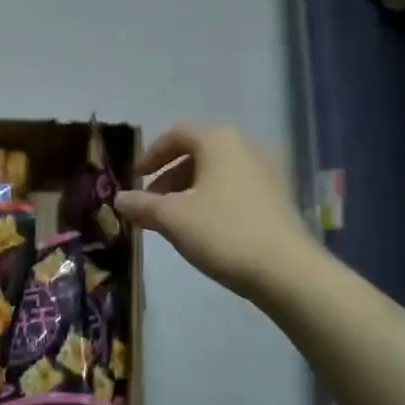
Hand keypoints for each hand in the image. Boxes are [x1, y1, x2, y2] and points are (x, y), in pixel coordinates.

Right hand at [115, 124, 316, 306]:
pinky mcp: (279, 197)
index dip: (151, 154)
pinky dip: (213, 199)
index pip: (177, 134)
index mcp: (219, 141)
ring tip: (173, 220)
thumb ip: (141, 205)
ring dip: (189, 190)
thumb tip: (118, 199)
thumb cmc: (223, 232)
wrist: (286, 270)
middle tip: (150, 203)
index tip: (135, 177)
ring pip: (217, 172)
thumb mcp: (172, 218)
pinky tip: (203, 228)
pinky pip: (236, 188)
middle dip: (169, 177)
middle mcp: (246, 147)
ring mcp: (268, 171)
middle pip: (198, 153)